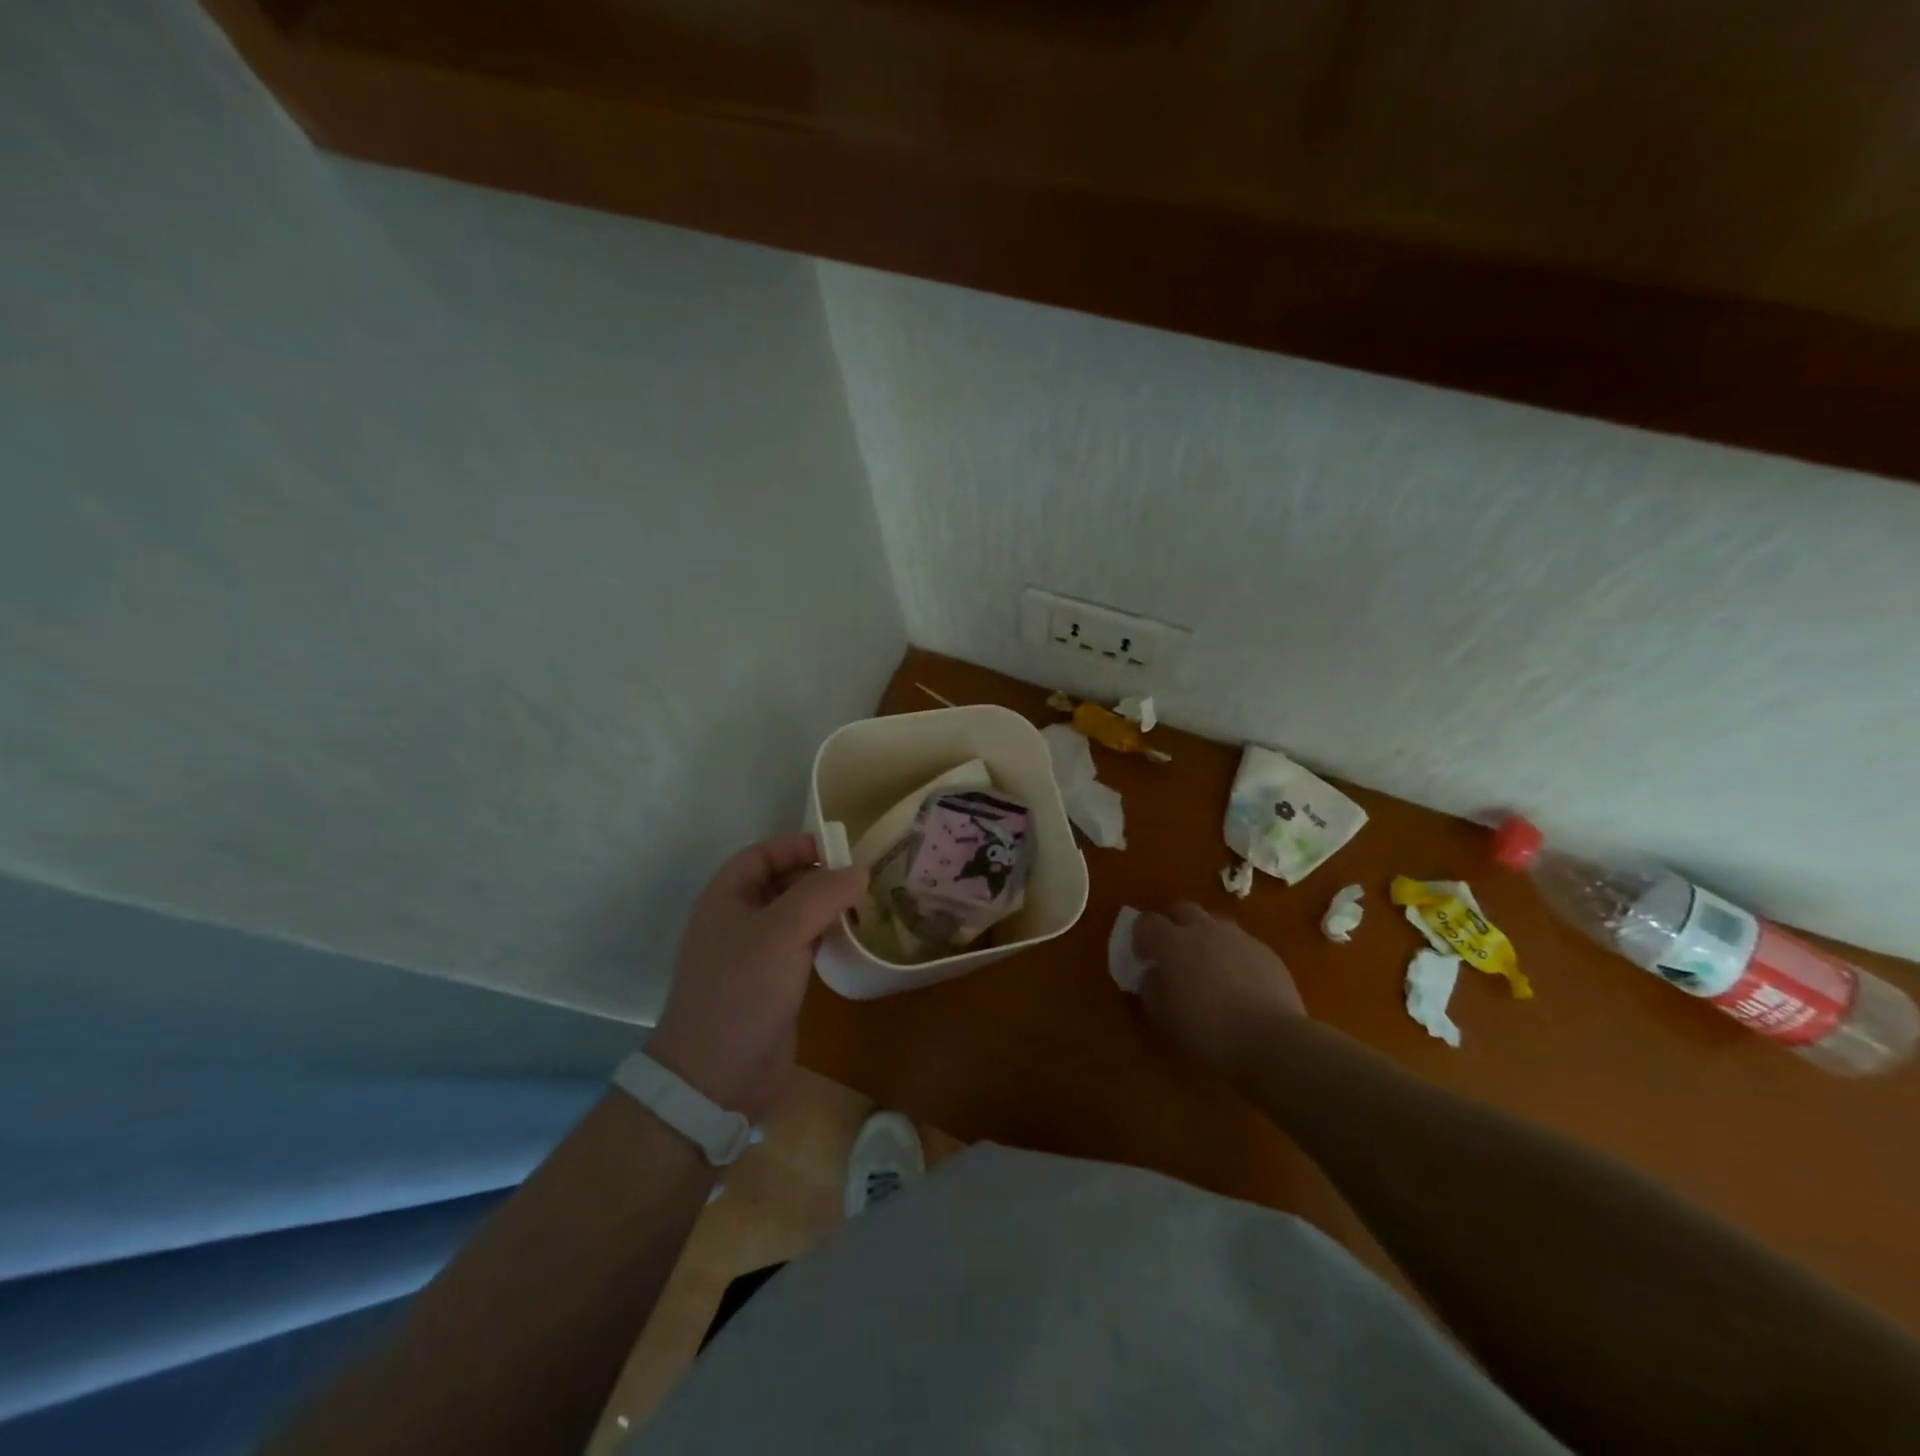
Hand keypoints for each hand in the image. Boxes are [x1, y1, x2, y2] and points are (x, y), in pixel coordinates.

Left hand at [646, 834, 866, 1120]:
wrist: (717, 1075)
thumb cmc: (742, 989)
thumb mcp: (782, 931)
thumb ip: (822, 894)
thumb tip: (860, 872)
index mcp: (725, 898)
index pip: (761, 854)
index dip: (796, 846)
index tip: (839, 849)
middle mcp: (737, 920)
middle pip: (780, 882)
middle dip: (817, 875)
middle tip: (859, 879)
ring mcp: (754, 954)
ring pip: (793, 915)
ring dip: (824, 907)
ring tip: (862, 904)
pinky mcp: (772, 983)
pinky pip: (801, 945)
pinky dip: (824, 936)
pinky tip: (849, 939)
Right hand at [1134, 903, 1306, 1078]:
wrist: (1271, 1039)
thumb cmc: (1208, 1030)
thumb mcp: (1164, 1017)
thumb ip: (1151, 989)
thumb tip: (1153, 975)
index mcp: (1173, 943)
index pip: (1146, 922)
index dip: (1141, 937)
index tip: (1144, 958)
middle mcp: (1204, 930)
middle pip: (1182, 909)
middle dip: (1174, 925)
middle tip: (1174, 953)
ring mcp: (1238, 938)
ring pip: (1214, 922)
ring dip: (1205, 936)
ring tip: (1208, 964)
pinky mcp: (1265, 951)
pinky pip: (1241, 943)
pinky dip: (1233, 954)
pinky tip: (1239, 982)